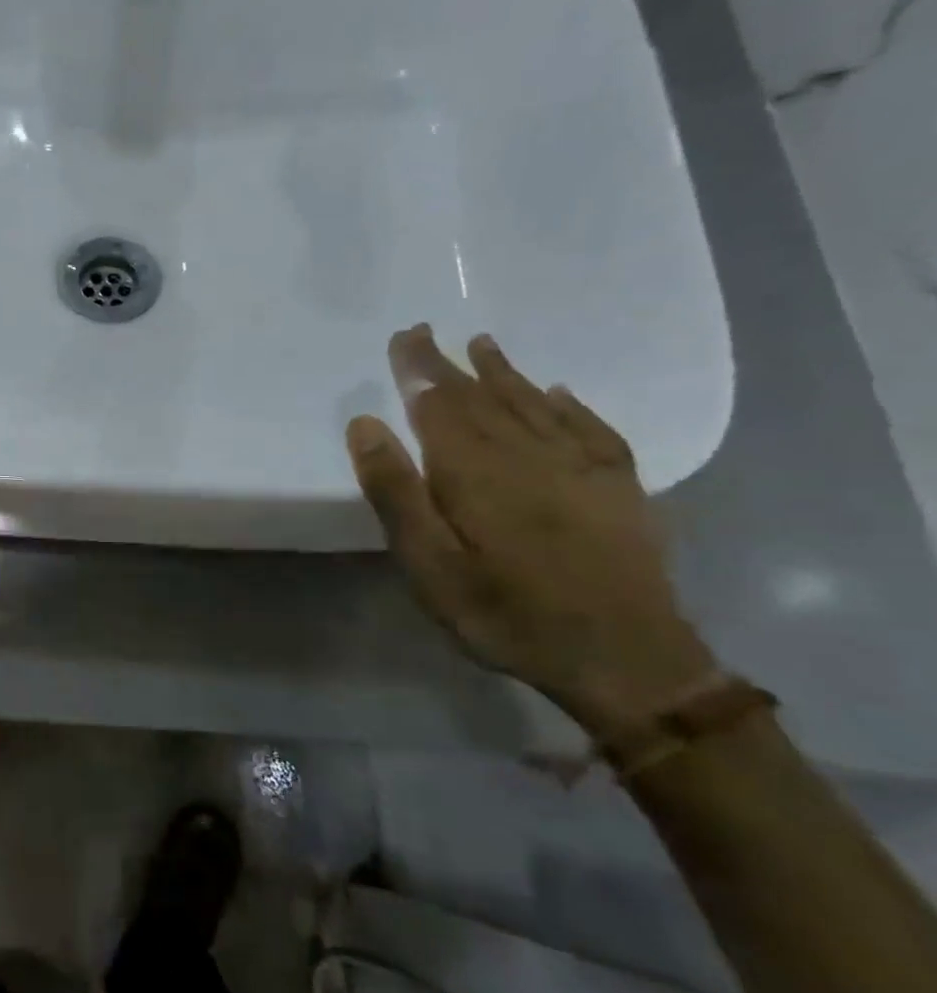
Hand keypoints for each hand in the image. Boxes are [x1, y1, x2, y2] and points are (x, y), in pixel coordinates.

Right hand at [347, 325, 719, 740]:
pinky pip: (592, 430)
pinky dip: (571, 406)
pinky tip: (559, 392)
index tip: (403, 336)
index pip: (439, 404)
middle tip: (427, 333)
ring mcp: (581, 468)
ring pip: (535, 405)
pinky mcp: (619, 489)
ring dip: (505, 374)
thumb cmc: (506, 613)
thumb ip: (396, 492)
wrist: (626, 659)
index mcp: (476, 470)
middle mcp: (529, 454)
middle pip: (483, 397)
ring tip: (484, 346)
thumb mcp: (429, 564)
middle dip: (451, 364)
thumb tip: (366, 424)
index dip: (419, 369)